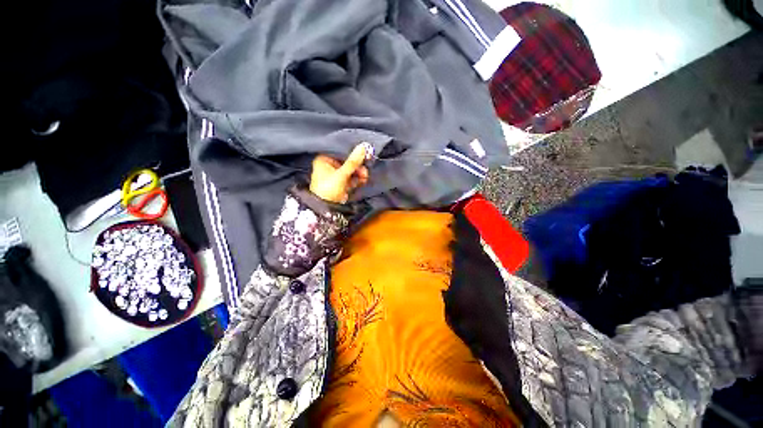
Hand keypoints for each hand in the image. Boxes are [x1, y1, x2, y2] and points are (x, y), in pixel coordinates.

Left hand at [310, 143, 369, 202]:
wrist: (326, 208)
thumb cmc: (328, 189)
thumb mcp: (341, 174)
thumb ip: (353, 162)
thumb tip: (363, 147)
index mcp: (324, 160)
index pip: (340, 153)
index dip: (352, 153)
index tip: (364, 154)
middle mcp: (329, 167)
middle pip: (347, 162)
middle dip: (358, 166)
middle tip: (365, 170)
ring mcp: (335, 176)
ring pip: (350, 171)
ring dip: (359, 173)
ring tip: (365, 176)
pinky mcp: (341, 184)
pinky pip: (351, 179)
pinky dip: (357, 179)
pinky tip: (363, 180)